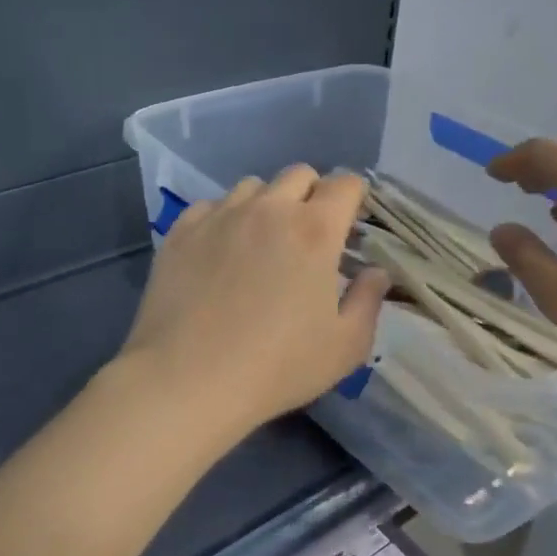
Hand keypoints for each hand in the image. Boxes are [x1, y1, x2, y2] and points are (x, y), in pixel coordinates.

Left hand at [119, 166, 392, 435]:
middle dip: (313, 195)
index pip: (345, 184)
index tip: (351, 224)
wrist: (188, 380)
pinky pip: (212, 207)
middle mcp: (268, 209)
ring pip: (253, 187)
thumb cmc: (278, 367)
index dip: (354, 198)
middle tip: (311, 235)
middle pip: (299, 174)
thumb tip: (375, 272)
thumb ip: (368, 300)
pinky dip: (226, 219)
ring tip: (263, 241)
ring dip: (268, 204)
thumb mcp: (346, 346)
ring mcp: (220, 216)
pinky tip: (222, 253)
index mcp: (315, 230)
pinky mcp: (181, 232)